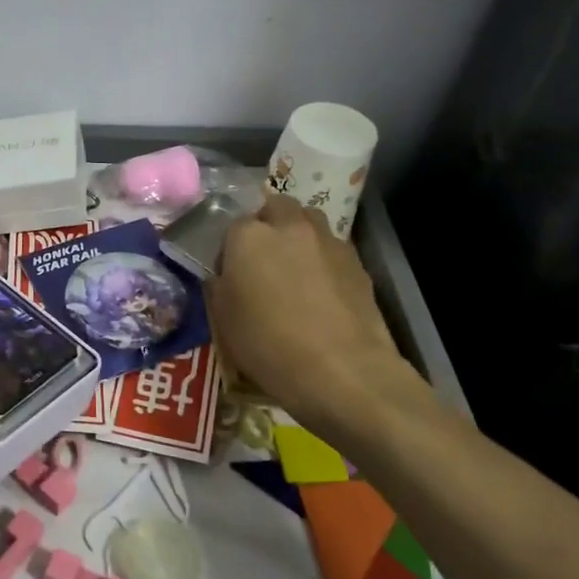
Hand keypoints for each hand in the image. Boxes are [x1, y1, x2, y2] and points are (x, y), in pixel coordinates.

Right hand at [209, 195, 423, 442]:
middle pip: (276, 208)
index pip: (231, 225)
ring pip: (309, 222)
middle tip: (261, 260)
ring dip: (298, 236)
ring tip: (294, 270)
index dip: (229, 248)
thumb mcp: (223, 319)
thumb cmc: (268, 345)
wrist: (342, 371)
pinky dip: (323, 260)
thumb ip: (220, 285)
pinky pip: (332, 249)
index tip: (229, 273)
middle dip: (267, 224)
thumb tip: (224, 274)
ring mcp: (328, 241)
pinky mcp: (358, 262)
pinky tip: (321, 292)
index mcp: (248, 236)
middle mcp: (289, 227)